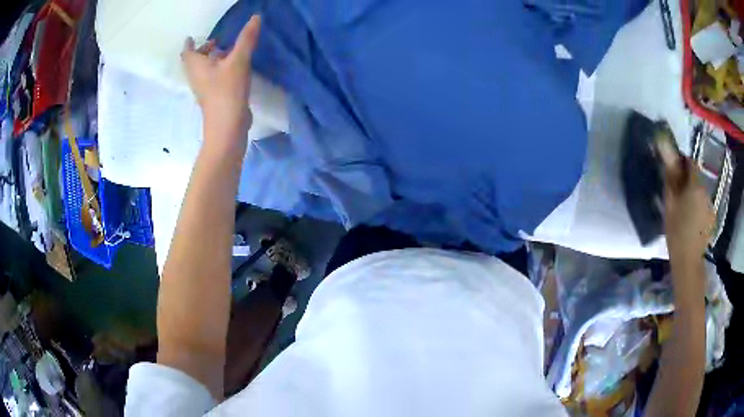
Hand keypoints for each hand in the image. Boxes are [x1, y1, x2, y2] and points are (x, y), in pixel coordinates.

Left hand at [181, 15, 261, 150]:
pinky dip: (217, 71)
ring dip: (211, 61)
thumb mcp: (239, 60)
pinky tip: (232, 69)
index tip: (191, 37)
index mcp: (196, 66)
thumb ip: (247, 38)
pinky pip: (212, 79)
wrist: (228, 126)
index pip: (188, 52)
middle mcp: (196, 77)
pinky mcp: (214, 98)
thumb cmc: (227, 91)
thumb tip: (255, 17)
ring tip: (226, 52)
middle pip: (194, 62)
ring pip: (203, 71)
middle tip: (215, 42)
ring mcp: (204, 89)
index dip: (189, 44)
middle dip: (203, 51)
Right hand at [661, 147, 713, 265]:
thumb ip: (670, 176)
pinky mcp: (711, 217)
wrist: (688, 262)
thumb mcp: (670, 203)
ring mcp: (710, 204)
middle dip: (687, 180)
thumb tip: (666, 150)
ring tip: (684, 209)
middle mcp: (706, 190)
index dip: (682, 163)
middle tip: (677, 193)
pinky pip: (704, 203)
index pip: (690, 162)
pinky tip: (692, 219)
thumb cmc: (676, 231)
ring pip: (701, 191)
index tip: (674, 171)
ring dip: (693, 194)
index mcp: (695, 185)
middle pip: (696, 177)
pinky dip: (698, 205)